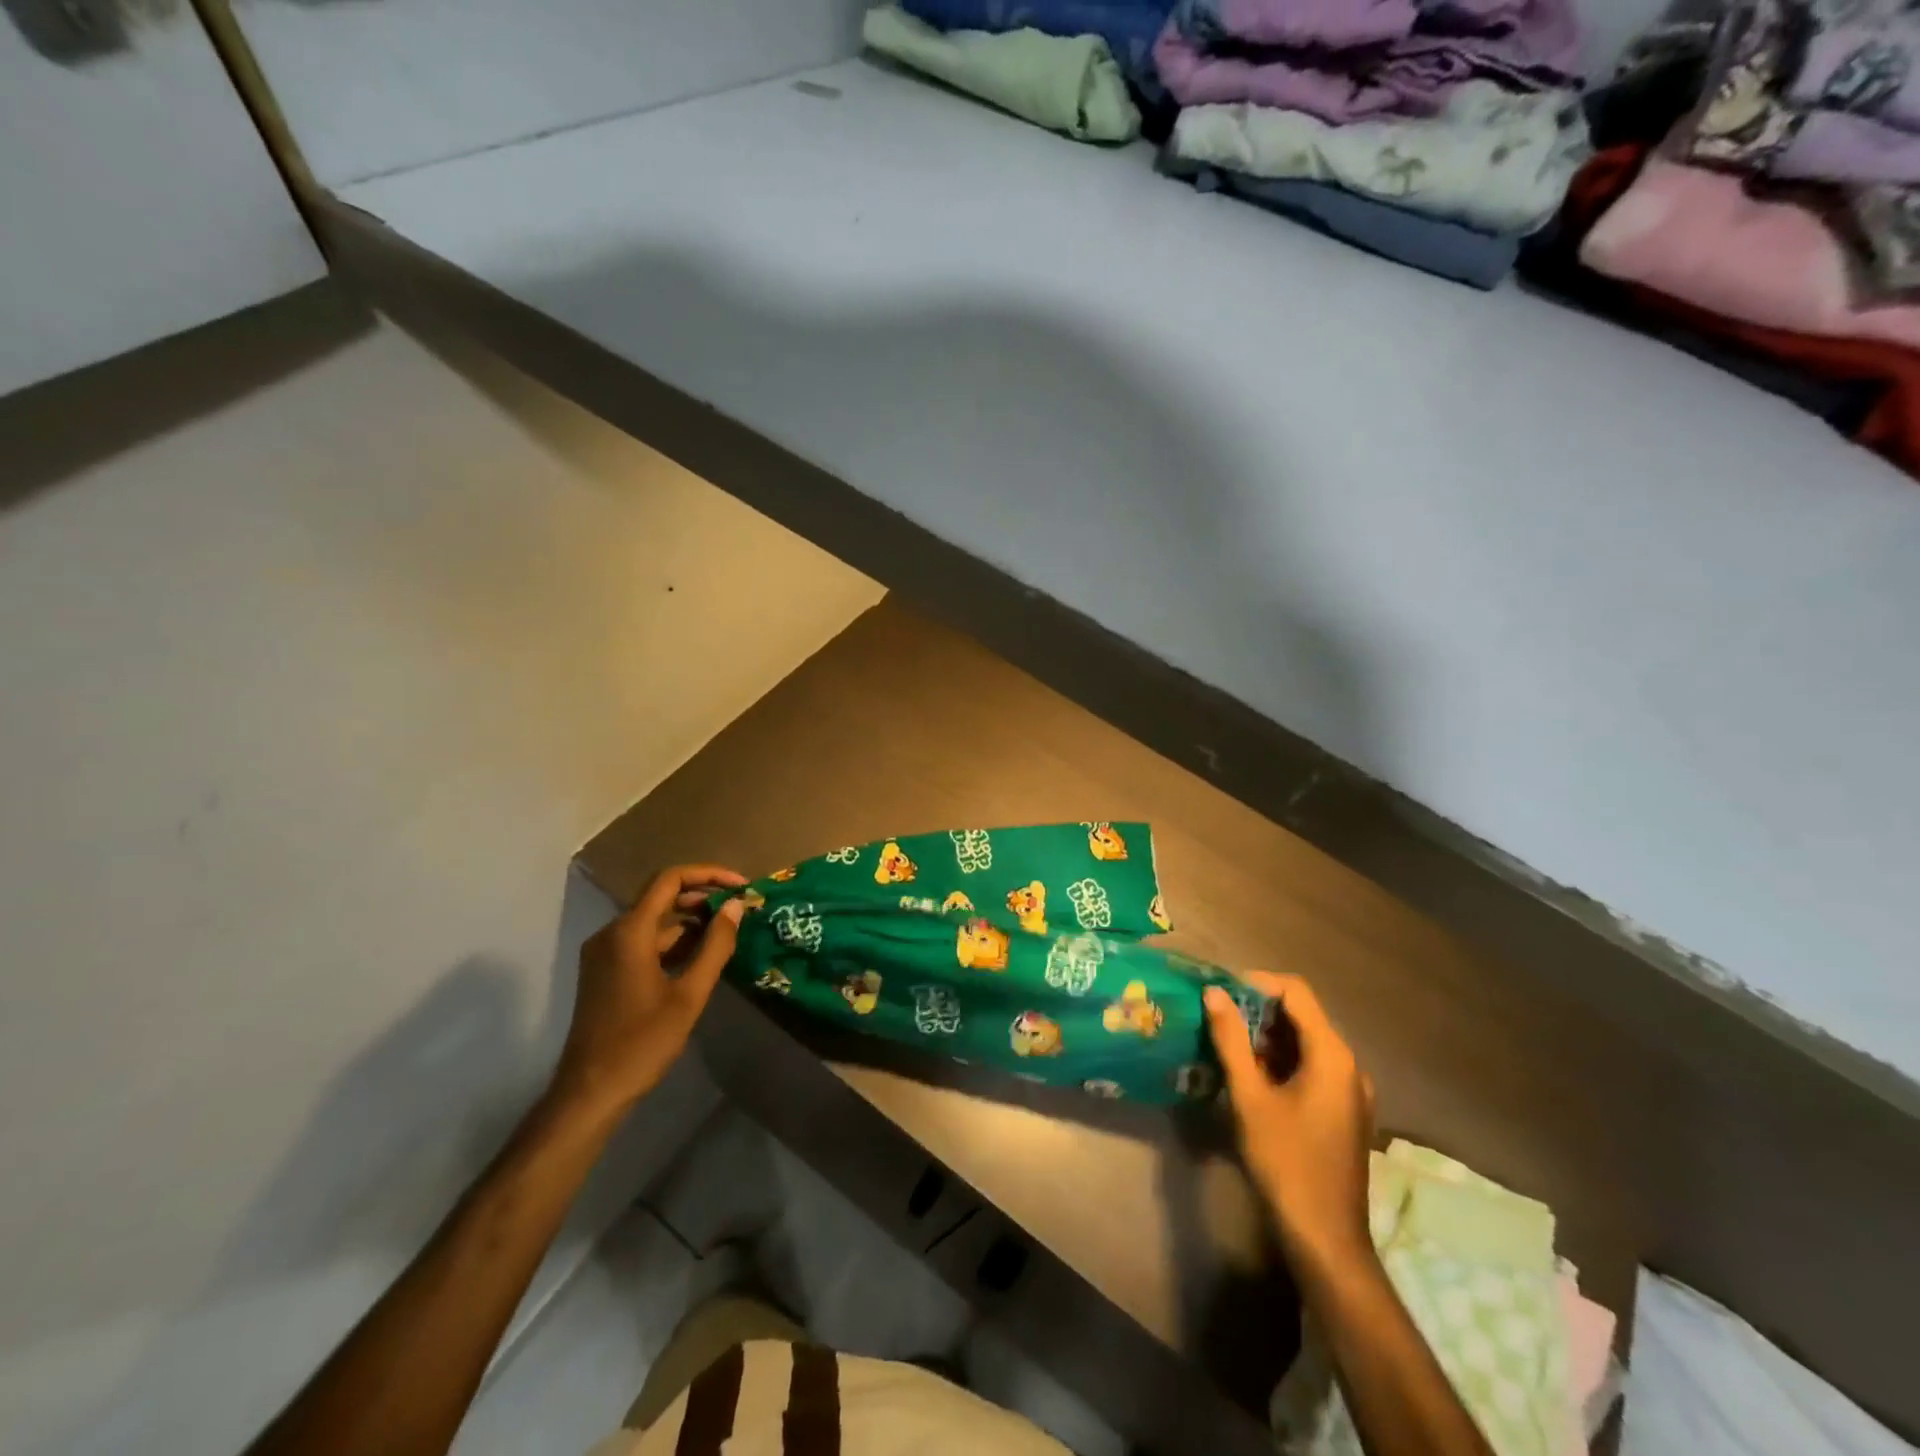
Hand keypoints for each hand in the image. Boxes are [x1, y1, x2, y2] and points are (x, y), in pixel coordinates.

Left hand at [549, 864, 748, 1120]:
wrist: (590, 1092)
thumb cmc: (642, 1042)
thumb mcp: (689, 994)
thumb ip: (715, 945)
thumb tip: (736, 906)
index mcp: (629, 931)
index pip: (670, 879)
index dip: (709, 874)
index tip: (741, 886)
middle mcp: (612, 933)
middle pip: (662, 897)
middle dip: (703, 898)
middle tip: (739, 910)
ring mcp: (605, 953)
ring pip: (654, 922)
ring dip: (690, 922)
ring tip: (728, 934)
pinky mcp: (605, 972)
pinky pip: (644, 942)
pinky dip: (673, 942)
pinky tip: (700, 957)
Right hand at [1205, 972, 1374, 1265]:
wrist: (1325, 1239)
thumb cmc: (1285, 1162)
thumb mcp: (1250, 1097)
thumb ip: (1232, 1040)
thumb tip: (1215, 993)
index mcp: (1332, 1055)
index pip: (1296, 992)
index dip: (1257, 982)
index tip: (1221, 991)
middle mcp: (1350, 1065)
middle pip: (1303, 1015)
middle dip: (1258, 1009)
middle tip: (1217, 1016)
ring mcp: (1351, 1090)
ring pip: (1306, 1042)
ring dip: (1268, 1036)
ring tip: (1227, 1043)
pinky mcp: (1345, 1111)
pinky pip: (1313, 1067)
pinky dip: (1282, 1060)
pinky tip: (1251, 1076)